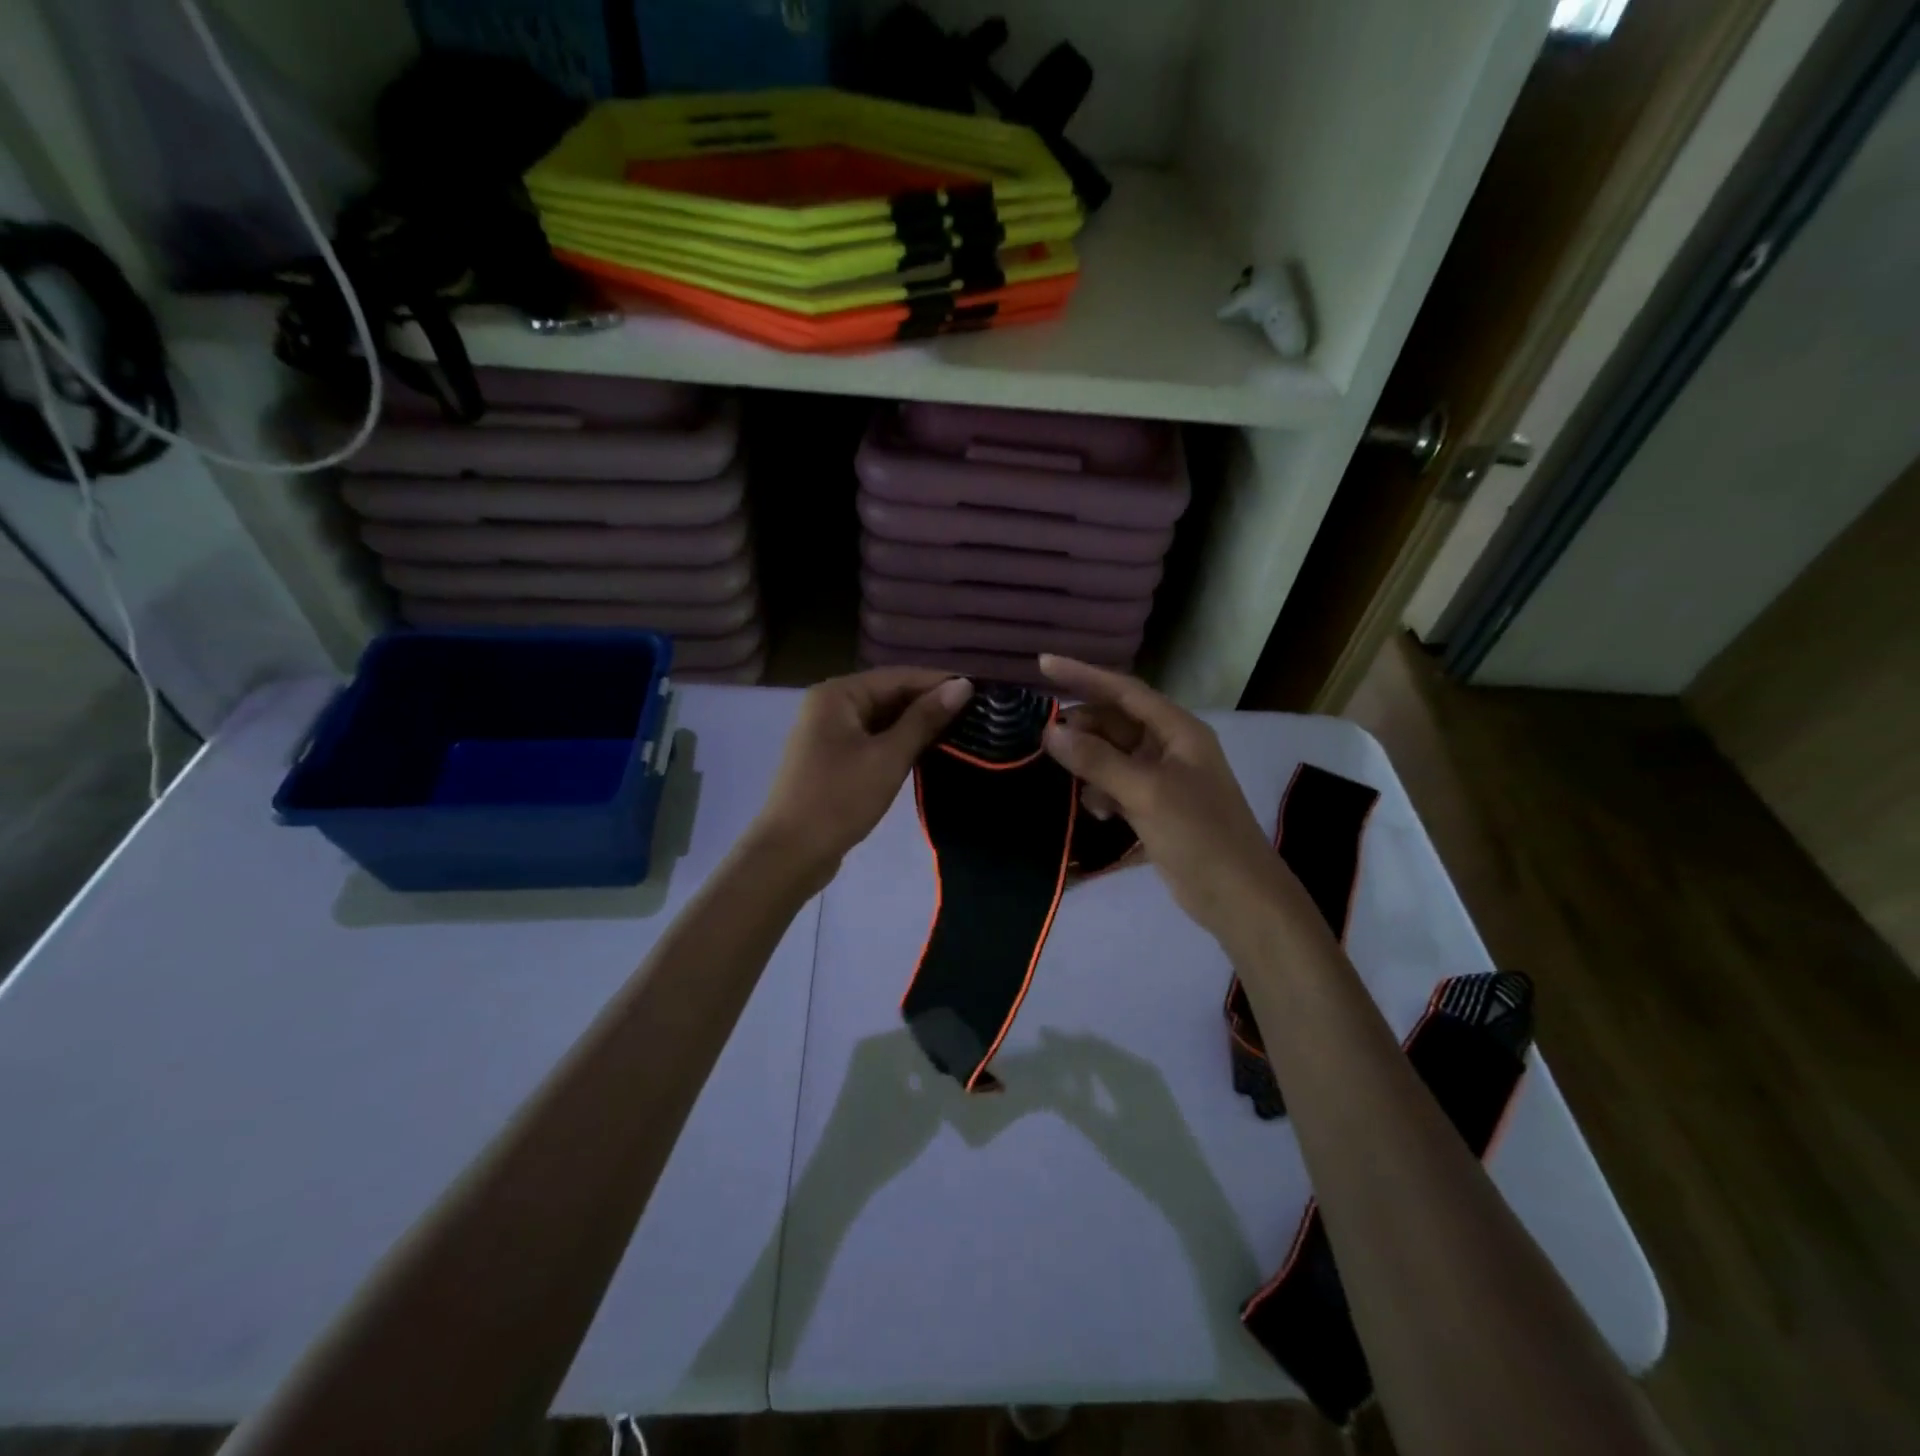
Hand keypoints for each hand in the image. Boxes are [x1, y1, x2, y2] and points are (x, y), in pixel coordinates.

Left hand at [753, 667, 971, 881]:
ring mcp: (828, 733)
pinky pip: (872, 740)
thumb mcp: (888, 757)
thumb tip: (963, 685)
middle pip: (889, 695)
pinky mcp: (832, 759)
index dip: (939, 682)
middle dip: (929, 704)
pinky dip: (898, 743)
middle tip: (977, 715)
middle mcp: (830, 705)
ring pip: (882, 719)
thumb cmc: (840, 799)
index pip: (898, 677)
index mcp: (838, 694)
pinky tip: (928, 752)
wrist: (791, 853)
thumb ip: (925, 719)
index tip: (981, 693)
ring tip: (961, 732)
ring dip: (916, 725)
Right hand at [1038, 655, 1308, 953]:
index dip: (1083, 675)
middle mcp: (1170, 747)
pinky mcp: (1154, 808)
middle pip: (1115, 723)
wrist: (1238, 897)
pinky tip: (1093, 810)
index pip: (1124, 690)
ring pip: (1112, 756)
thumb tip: (1051, 732)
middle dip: (1081, 727)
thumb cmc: (1199, 834)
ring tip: (1057, 772)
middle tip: (1041, 736)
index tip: (1042, 664)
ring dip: (1087, 762)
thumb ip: (1097, 760)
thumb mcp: (1146, 792)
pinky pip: (1116, 786)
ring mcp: (1162, 779)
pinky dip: (1100, 792)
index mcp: (1178, 730)